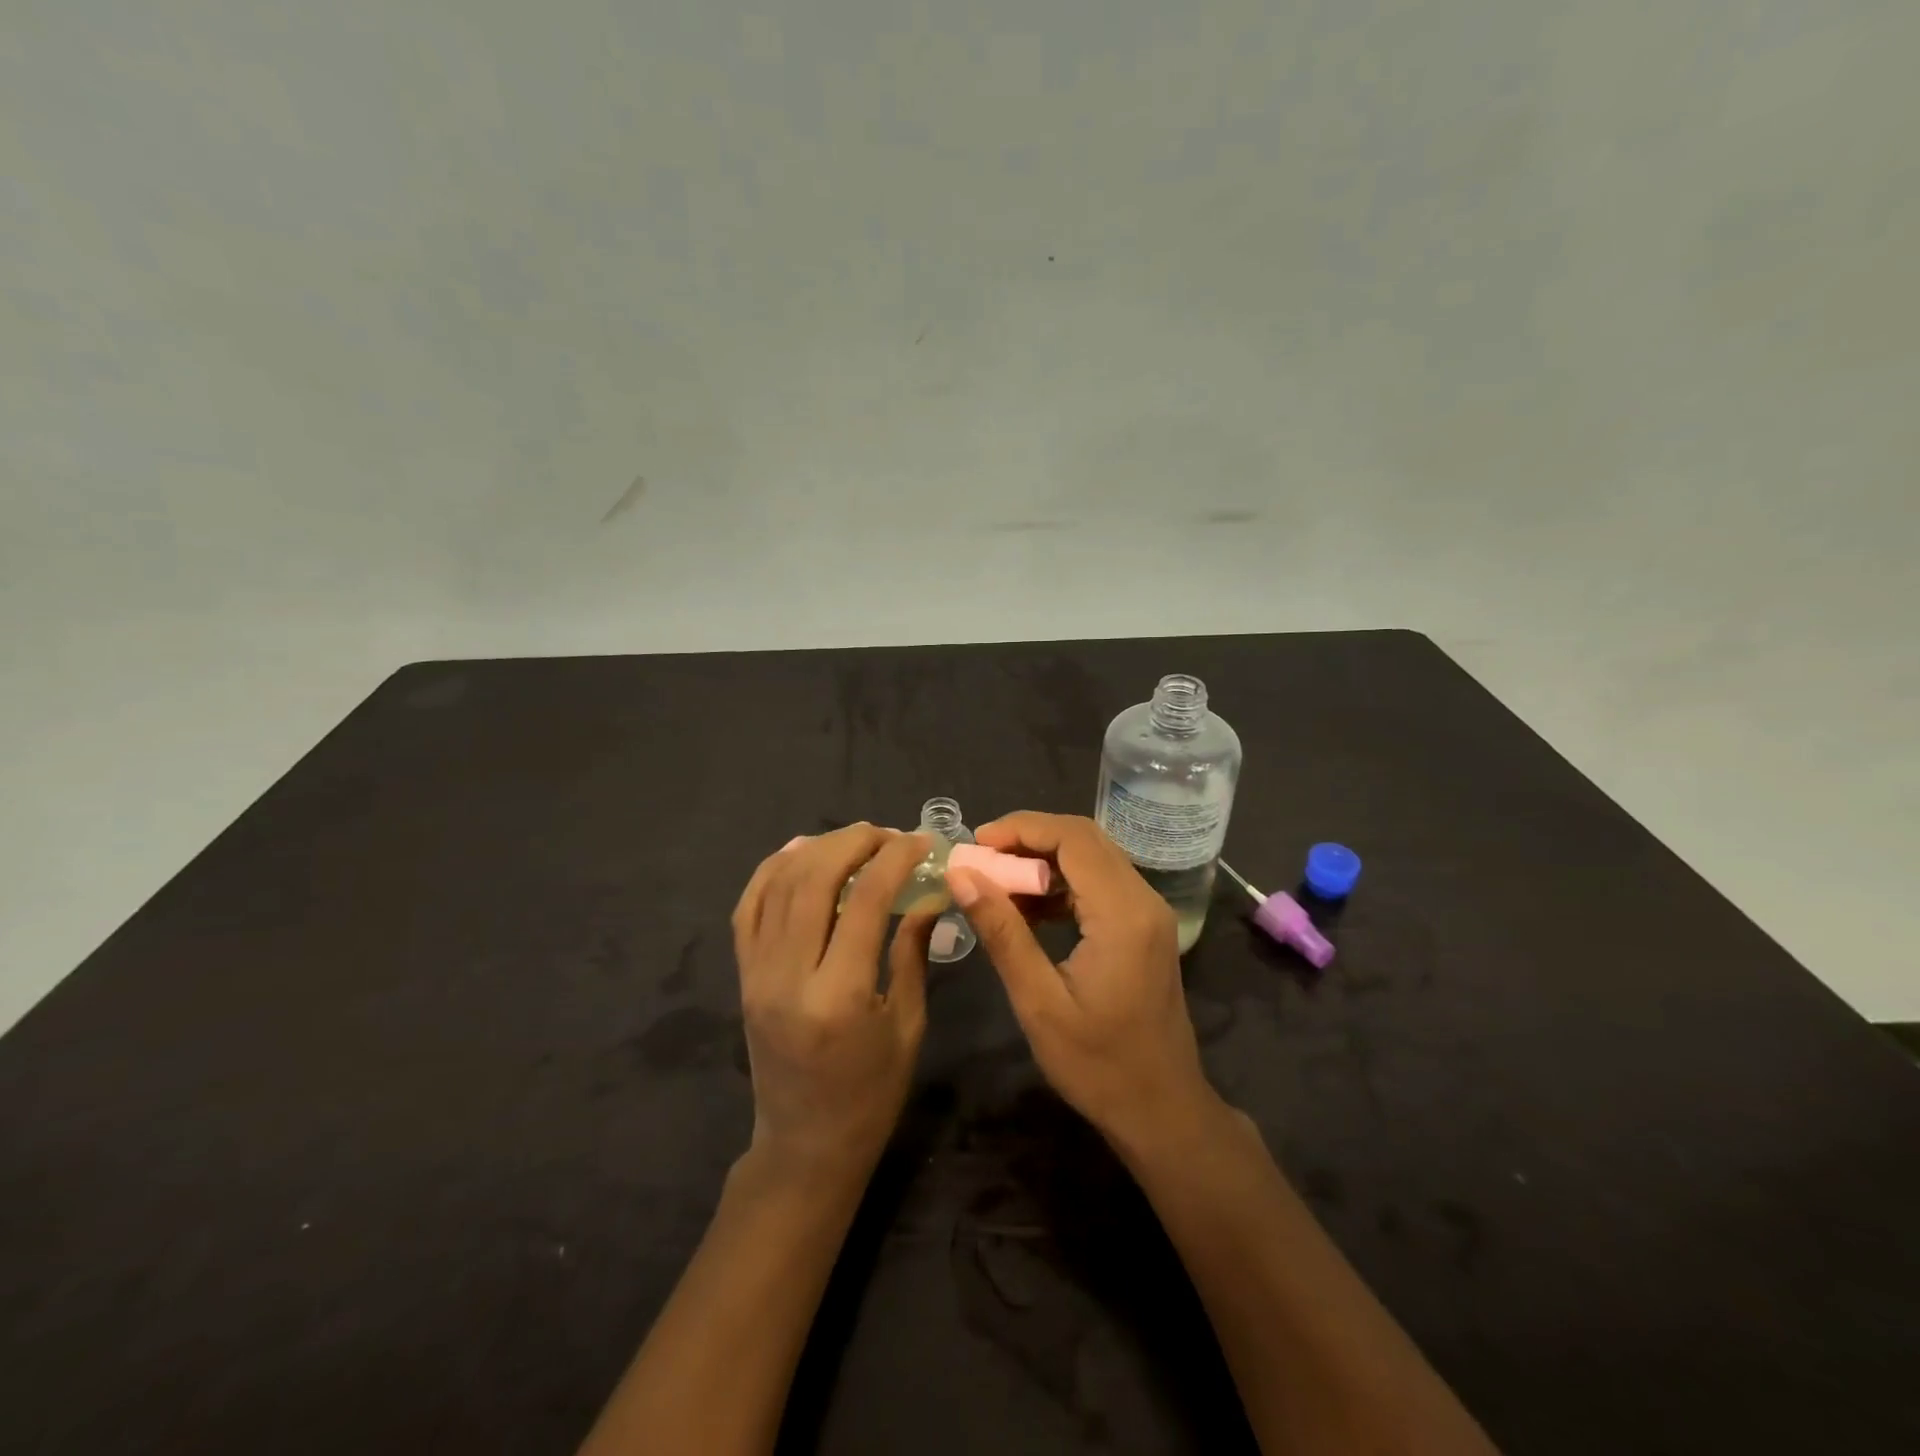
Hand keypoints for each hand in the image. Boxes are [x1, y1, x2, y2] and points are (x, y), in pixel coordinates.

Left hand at [731, 825, 934, 1181]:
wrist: (804, 1146)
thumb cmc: (870, 1094)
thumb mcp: (907, 1024)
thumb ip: (913, 951)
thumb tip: (931, 894)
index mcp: (839, 995)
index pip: (866, 899)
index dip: (897, 859)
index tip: (923, 842)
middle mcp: (788, 975)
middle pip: (815, 879)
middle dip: (856, 842)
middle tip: (890, 835)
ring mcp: (757, 973)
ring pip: (779, 884)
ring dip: (819, 848)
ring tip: (856, 839)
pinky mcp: (743, 976)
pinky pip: (749, 907)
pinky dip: (773, 870)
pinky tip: (801, 851)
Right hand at [948, 812, 1224, 1156]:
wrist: (1162, 1110)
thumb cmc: (1098, 1064)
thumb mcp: (1038, 1001)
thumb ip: (1002, 931)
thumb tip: (961, 875)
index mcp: (1123, 913)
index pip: (1072, 838)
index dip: (1021, 828)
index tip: (976, 843)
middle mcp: (1143, 900)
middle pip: (1085, 839)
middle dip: (1029, 838)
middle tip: (981, 857)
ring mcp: (1148, 913)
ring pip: (1092, 858)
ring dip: (1044, 859)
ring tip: (996, 881)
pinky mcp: (1144, 927)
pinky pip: (1099, 884)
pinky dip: (1062, 883)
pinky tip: (1028, 908)